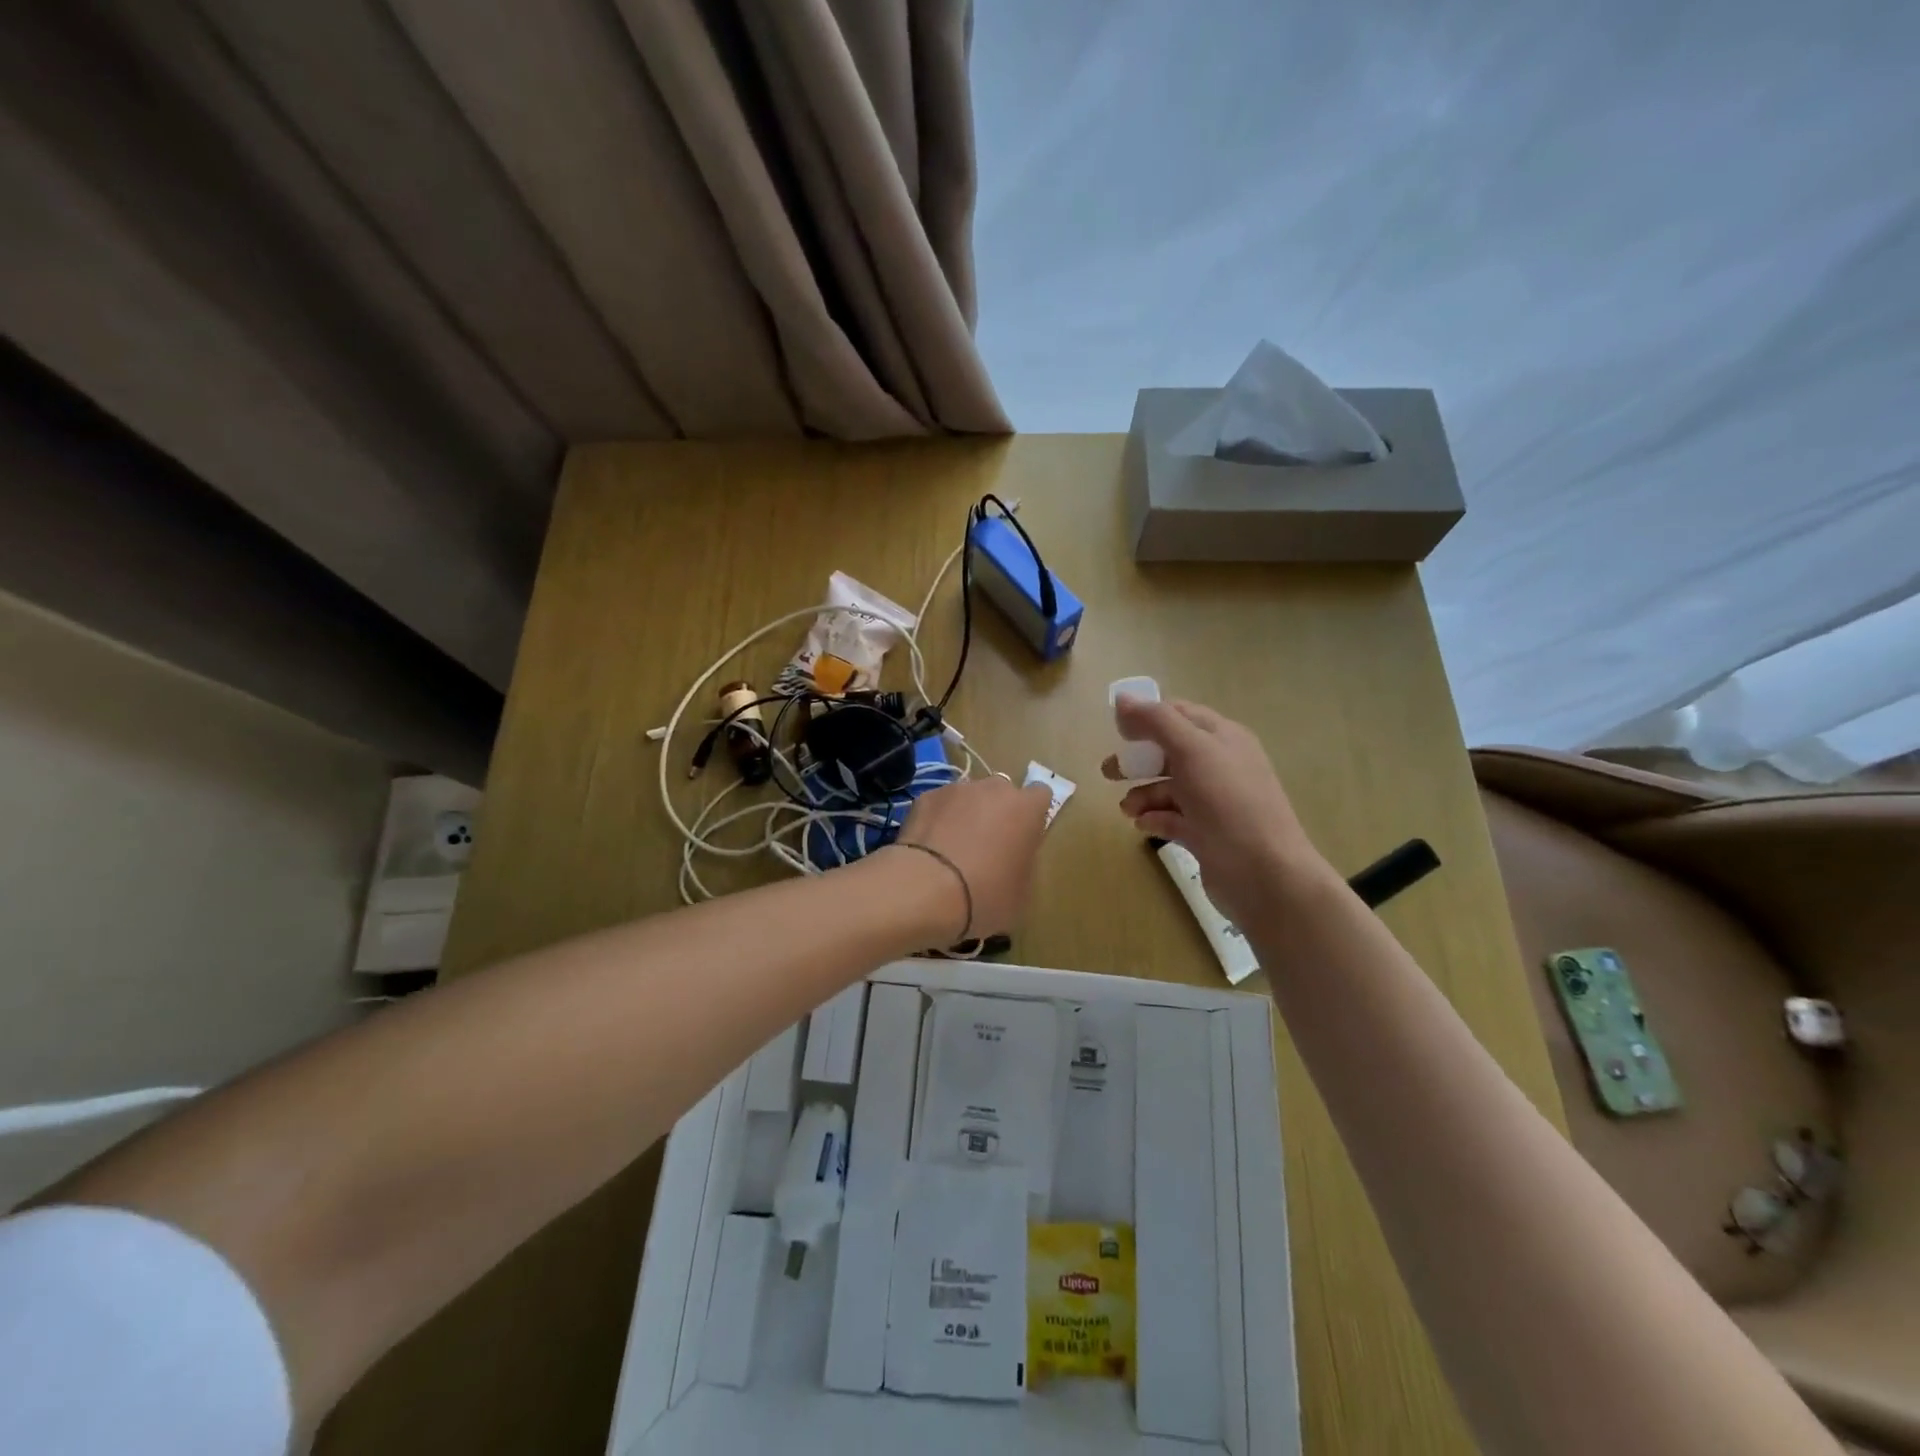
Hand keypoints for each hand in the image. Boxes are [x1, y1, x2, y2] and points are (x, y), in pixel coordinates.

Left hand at [888, 776, 1052, 941]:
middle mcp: (994, 789)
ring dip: (965, 815)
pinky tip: (929, 850)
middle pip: (1001, 792)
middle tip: (987, 846)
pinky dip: (937, 821)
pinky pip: (938, 806)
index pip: (1041, 795)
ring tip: (952, 850)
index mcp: (1026, 809)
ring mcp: (957, 789)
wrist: (926, 889)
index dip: (1032, 815)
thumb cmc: (985, 895)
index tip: (1023, 838)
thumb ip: (1022, 865)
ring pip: (968, 797)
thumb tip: (1012, 861)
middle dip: (997, 812)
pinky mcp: (925, 797)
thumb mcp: (1021, 894)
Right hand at [1103, 698, 1331, 928]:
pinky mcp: (1207, 834)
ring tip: (1127, 810)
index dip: (1147, 717)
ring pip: (1169, 788)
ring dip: (1143, 794)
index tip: (1117, 731)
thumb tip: (1122, 699)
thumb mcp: (1192, 751)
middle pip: (1170, 752)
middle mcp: (1220, 766)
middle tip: (1109, 772)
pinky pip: (1173, 819)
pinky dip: (1155, 819)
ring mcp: (1215, 803)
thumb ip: (1156, 722)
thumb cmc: (1228, 803)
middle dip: (1138, 760)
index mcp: (1223, 738)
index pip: (1180, 714)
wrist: (1264, 874)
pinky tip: (1143, 826)